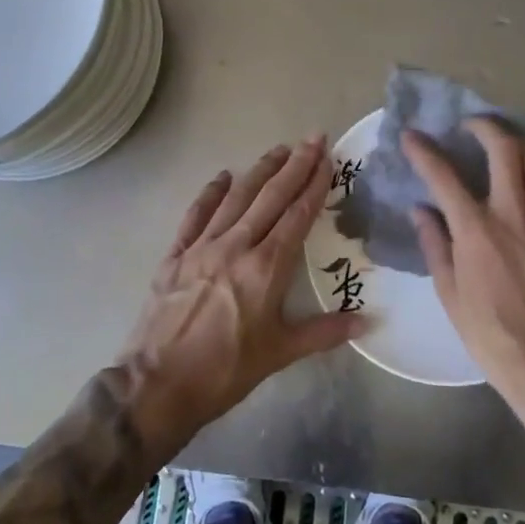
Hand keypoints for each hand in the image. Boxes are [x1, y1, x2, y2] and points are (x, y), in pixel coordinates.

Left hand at [117, 137, 362, 455]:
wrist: (157, 385)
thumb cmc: (225, 370)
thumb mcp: (279, 353)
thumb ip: (324, 332)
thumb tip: (368, 322)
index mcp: (266, 267)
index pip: (297, 215)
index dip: (314, 185)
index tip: (328, 159)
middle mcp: (236, 245)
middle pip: (270, 196)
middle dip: (295, 165)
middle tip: (312, 138)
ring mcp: (202, 246)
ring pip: (236, 197)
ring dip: (259, 171)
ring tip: (279, 149)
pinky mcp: (176, 254)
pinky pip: (196, 214)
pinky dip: (211, 193)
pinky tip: (222, 176)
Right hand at [403, 118, 524, 417]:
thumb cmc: (493, 335)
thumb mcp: (451, 294)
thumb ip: (435, 245)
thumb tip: (421, 210)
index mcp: (476, 230)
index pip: (444, 175)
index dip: (424, 150)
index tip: (412, 136)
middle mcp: (513, 213)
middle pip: (503, 147)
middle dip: (483, 126)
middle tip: (471, 126)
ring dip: (517, 144)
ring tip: (505, 146)